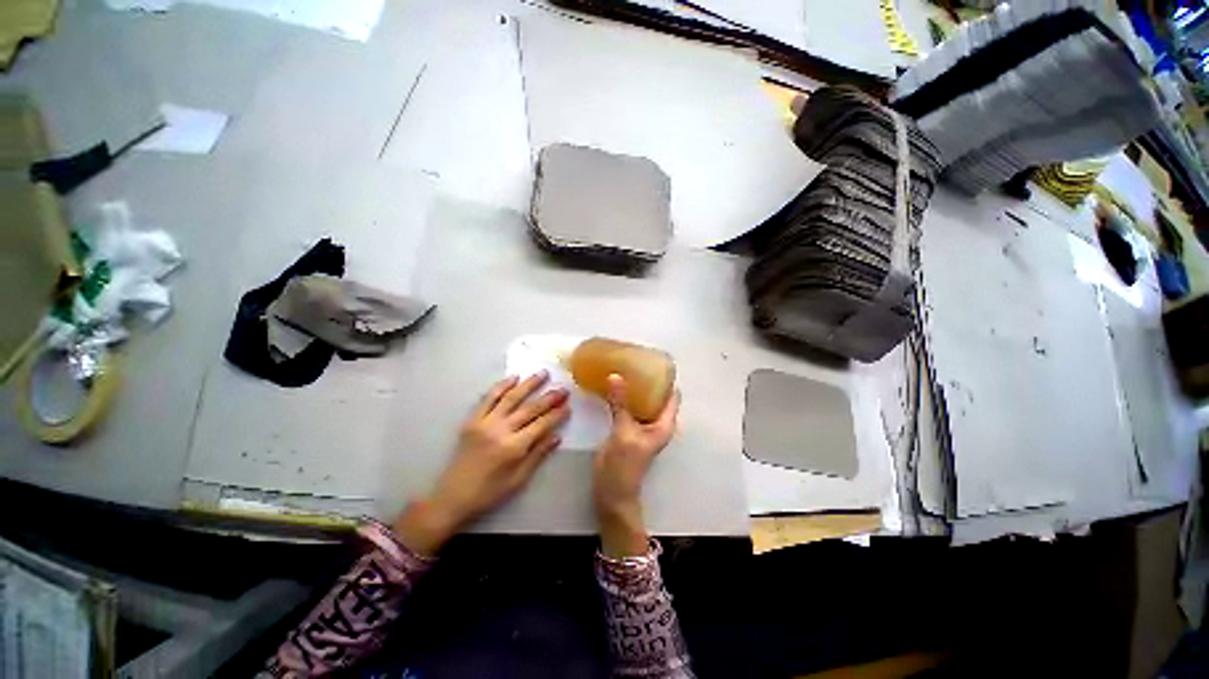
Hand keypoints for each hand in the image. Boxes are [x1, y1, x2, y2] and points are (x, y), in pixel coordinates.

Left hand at [394, 373, 568, 554]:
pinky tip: (514, 377)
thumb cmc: (489, 492)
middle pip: (530, 409)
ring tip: (543, 374)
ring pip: (511, 397)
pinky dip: (502, 386)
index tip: (568, 406)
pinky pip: (488, 398)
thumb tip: (557, 436)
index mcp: (513, 448)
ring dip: (529, 384)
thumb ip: (538, 455)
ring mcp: (485, 422)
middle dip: (549, 398)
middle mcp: (500, 430)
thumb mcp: (518, 480)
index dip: (556, 414)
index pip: (541, 425)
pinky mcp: (472, 420)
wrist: (452, 496)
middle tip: (563, 388)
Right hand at [593, 374, 678, 557]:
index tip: (654, 361)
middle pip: (657, 395)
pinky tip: (613, 387)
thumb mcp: (623, 432)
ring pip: (642, 400)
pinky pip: (630, 407)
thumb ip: (620, 404)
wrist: (612, 492)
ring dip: (635, 387)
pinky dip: (624, 397)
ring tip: (623, 369)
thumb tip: (616, 376)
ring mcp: (642, 425)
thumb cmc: (624, 465)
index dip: (666, 378)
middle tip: (633, 361)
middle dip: (647, 379)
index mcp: (664, 424)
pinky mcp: (628, 428)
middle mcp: (656, 422)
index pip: (672, 395)